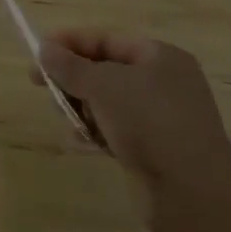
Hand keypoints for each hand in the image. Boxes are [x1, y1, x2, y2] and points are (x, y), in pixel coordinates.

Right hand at [36, 29, 230, 231]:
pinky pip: (115, 130)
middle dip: (72, 78)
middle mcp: (162, 83)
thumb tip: (45, 49)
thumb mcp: (103, 85)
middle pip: (104, 70)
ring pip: (107, 103)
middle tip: (41, 87)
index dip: (70, 42)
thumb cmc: (148, 121)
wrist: (192, 192)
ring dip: (81, 108)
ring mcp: (160, 118)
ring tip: (64, 118)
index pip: (106, 39)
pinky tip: (78, 142)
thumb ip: (70, 66)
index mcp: (159, 56)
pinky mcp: (154, 149)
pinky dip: (95, 132)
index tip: (38, 52)